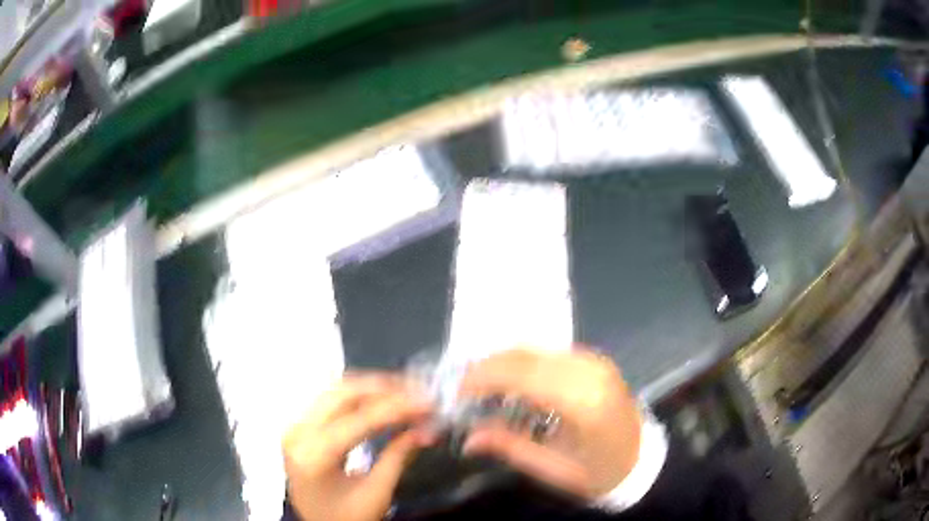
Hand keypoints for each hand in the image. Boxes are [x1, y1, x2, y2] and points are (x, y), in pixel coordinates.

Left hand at [283, 374, 435, 520]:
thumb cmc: (347, 517)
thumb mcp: (377, 493)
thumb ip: (399, 456)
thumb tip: (427, 428)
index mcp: (314, 456)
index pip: (358, 420)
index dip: (396, 408)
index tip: (428, 402)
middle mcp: (298, 433)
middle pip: (342, 394)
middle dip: (384, 389)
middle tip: (418, 391)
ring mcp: (295, 426)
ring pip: (334, 389)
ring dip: (371, 387)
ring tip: (404, 390)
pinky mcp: (300, 425)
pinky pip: (329, 399)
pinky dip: (357, 394)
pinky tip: (380, 397)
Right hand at [459, 347, 641, 499]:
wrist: (642, 458)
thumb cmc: (599, 472)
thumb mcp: (552, 469)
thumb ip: (509, 446)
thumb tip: (468, 437)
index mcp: (582, 402)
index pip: (522, 374)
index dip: (483, 378)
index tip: (457, 394)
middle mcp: (589, 371)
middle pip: (525, 354)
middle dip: (487, 367)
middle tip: (464, 390)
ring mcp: (595, 361)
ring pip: (535, 348)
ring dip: (503, 362)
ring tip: (483, 387)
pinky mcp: (595, 360)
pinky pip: (549, 352)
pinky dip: (523, 363)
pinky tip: (513, 383)